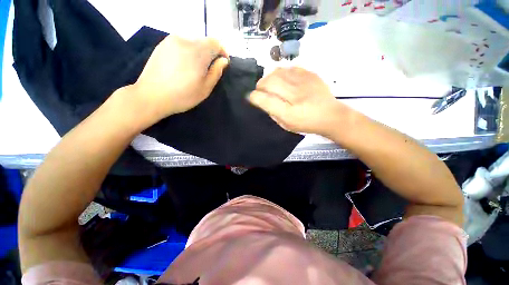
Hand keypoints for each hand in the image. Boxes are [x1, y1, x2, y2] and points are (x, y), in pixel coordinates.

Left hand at [130, 36, 228, 121]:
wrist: (151, 96)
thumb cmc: (183, 96)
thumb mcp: (205, 88)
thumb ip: (216, 72)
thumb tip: (223, 61)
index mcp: (197, 52)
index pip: (216, 43)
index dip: (222, 52)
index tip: (222, 64)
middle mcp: (184, 40)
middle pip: (204, 42)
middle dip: (210, 54)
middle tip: (208, 70)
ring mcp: (171, 40)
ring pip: (193, 42)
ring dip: (199, 53)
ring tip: (194, 69)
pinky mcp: (162, 44)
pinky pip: (181, 44)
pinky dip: (187, 52)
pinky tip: (182, 66)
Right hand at [248, 67, 351, 136]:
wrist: (331, 115)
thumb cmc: (306, 124)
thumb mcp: (286, 125)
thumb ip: (273, 112)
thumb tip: (262, 100)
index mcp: (289, 113)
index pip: (265, 100)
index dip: (254, 97)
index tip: (252, 97)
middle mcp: (296, 96)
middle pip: (269, 82)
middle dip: (259, 85)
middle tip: (260, 90)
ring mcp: (304, 83)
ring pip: (277, 72)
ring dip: (269, 78)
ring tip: (270, 84)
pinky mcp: (310, 74)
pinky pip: (289, 68)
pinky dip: (281, 73)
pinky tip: (282, 79)